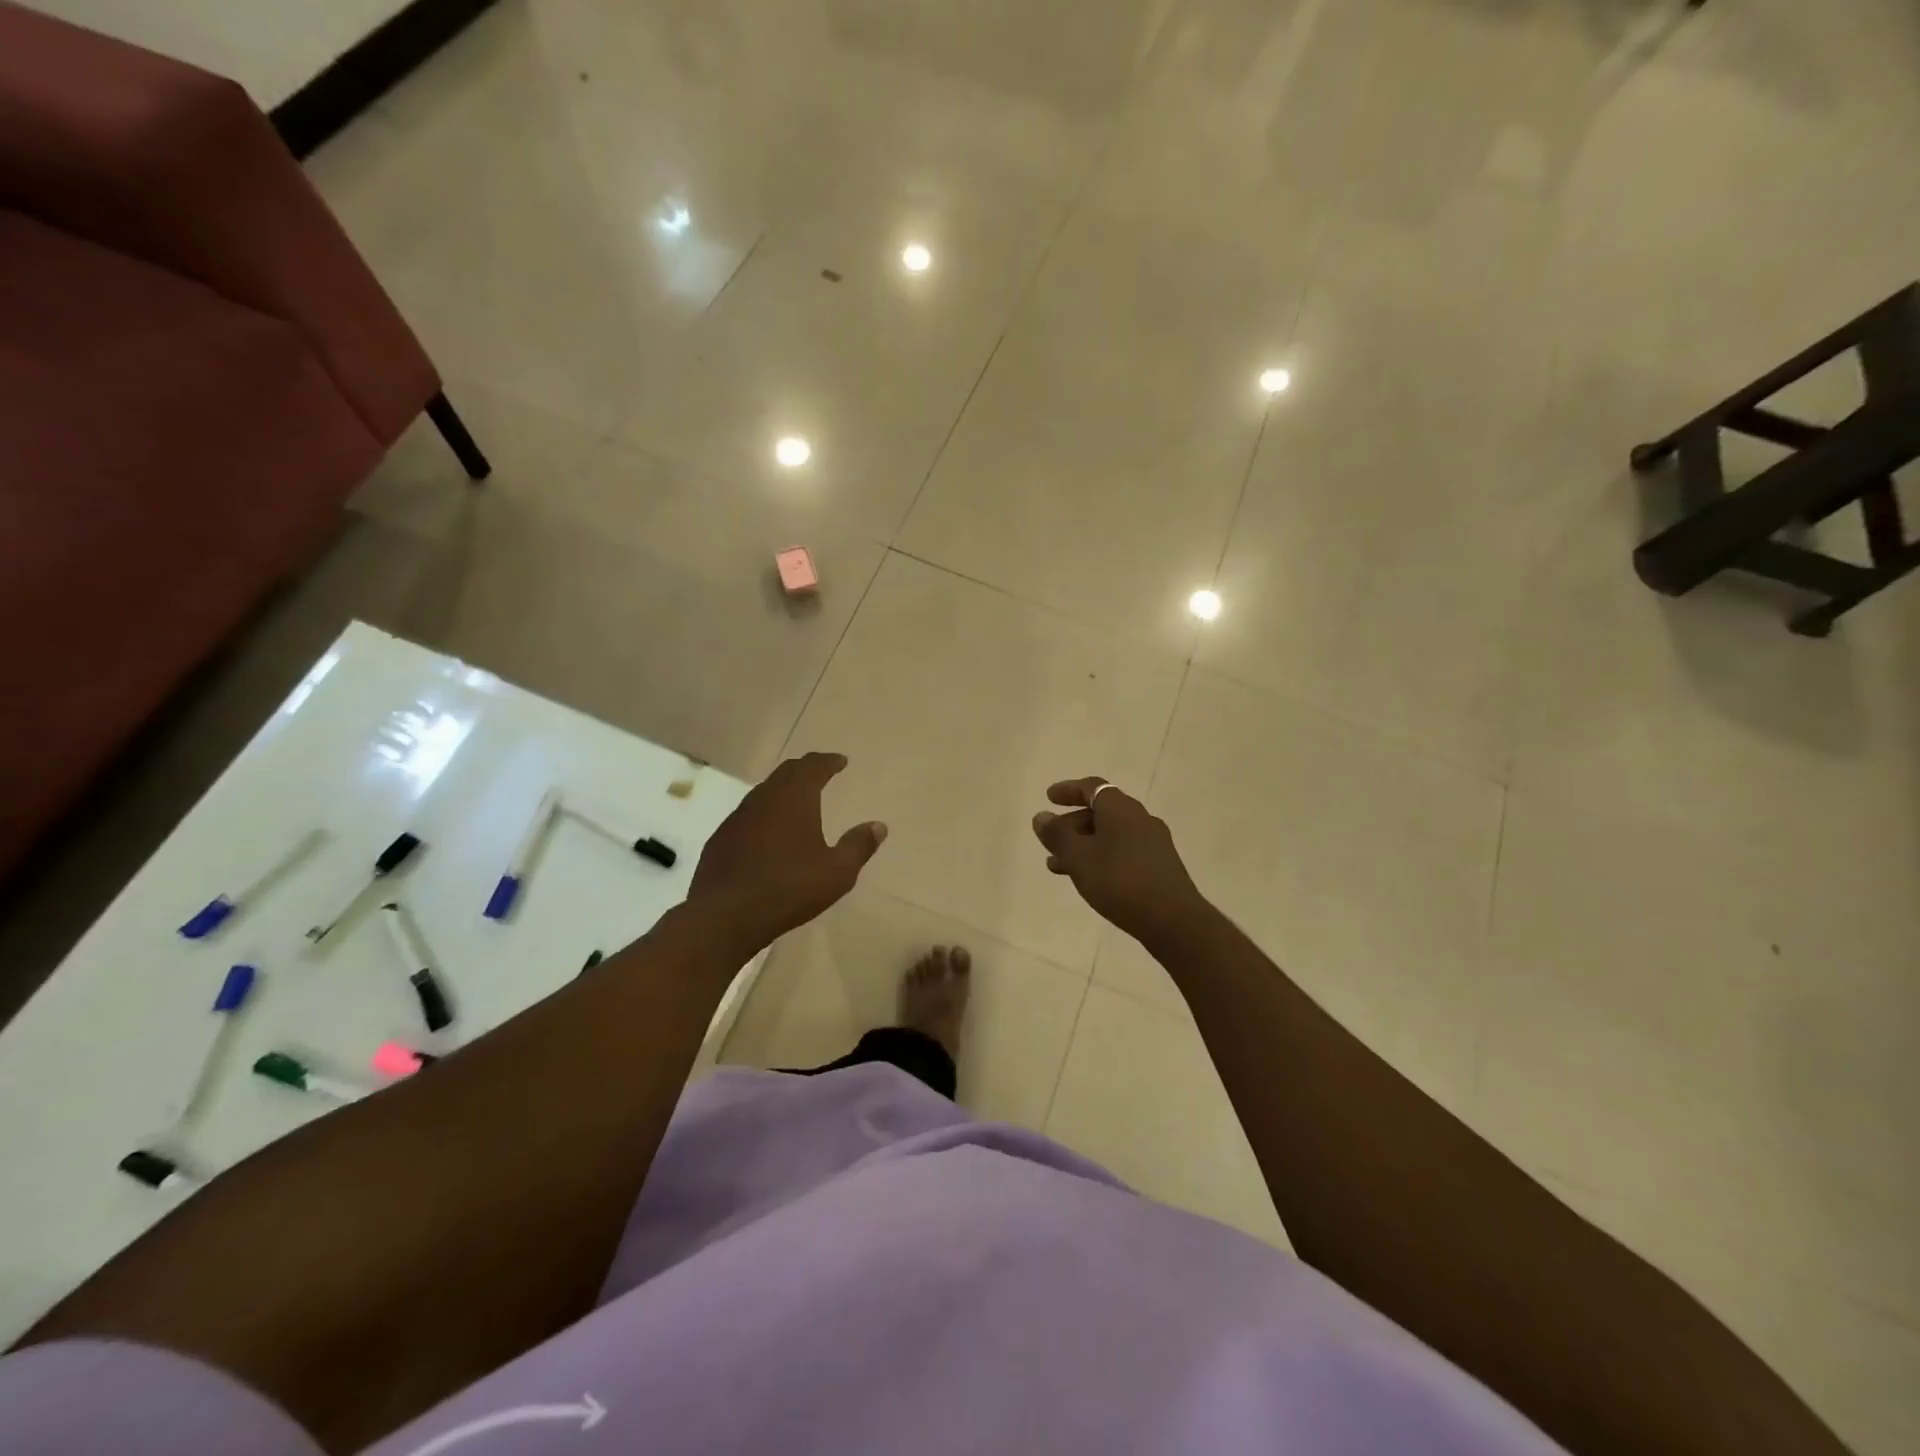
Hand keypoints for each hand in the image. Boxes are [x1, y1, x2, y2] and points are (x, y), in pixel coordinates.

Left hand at [689, 753, 886, 947]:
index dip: (829, 761)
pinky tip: (768, 833)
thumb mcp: (837, 872)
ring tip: (797, 801)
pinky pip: (748, 815)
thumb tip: (878, 826)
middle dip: (806, 769)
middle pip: (786, 773)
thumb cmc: (788, 889)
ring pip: (764, 792)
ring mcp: (737, 818)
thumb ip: (858, 846)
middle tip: (820, 773)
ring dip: (783, 791)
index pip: (813, 766)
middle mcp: (764, 799)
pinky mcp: (721, 839)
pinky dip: (764, 813)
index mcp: (794, 799)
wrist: (724, 915)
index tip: (841, 761)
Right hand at [1032, 778, 1208, 945]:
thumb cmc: (1119, 881)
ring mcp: (1152, 842)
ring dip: (1083, 845)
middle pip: (1101, 812)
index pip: (1092, 787)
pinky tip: (1088, 879)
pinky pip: (1122, 851)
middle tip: (1049, 840)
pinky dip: (1100, 857)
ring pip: (1110, 835)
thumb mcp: (1079, 857)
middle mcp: (1139, 818)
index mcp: (1120, 808)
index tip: (1049, 797)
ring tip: (1057, 866)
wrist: (1172, 920)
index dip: (1068, 790)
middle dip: (1071, 824)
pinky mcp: (1159, 865)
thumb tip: (1041, 816)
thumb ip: (1057, 835)